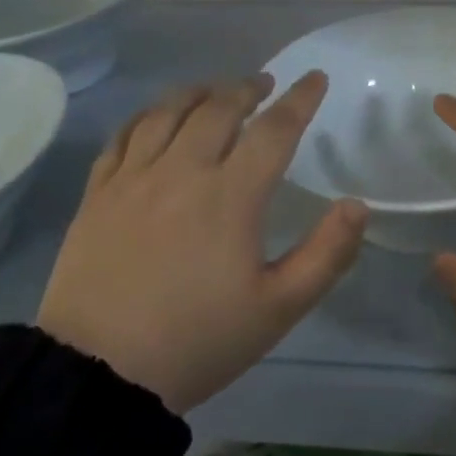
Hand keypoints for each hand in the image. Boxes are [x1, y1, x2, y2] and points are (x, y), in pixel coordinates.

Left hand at [37, 72, 366, 414]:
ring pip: (169, 111)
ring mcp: (135, 178)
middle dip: (247, 88)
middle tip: (263, 84)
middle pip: (219, 108)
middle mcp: (183, 170)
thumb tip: (358, 205)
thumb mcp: (277, 309)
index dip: (300, 99)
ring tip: (215, 89)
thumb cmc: (197, 341)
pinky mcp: (99, 193)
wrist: (98, 378)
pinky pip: (124, 135)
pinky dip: (147, 114)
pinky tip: (156, 115)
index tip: (315, 78)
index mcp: (231, 195)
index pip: (275, 129)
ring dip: (199, 92)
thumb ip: (326, 254)